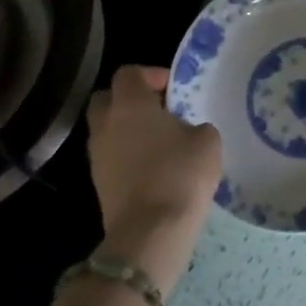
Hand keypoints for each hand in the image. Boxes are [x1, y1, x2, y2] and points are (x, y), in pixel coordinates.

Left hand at [85, 66, 222, 294]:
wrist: (150, 232)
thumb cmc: (181, 174)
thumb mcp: (207, 140)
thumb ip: (196, 126)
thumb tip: (188, 132)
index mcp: (130, 105)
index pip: (128, 73)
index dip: (150, 74)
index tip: (172, 88)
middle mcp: (106, 125)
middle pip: (106, 99)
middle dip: (129, 100)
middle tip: (158, 110)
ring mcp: (97, 156)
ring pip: (106, 130)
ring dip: (127, 130)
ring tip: (158, 141)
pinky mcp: (98, 184)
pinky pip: (110, 156)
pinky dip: (126, 155)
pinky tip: (152, 167)